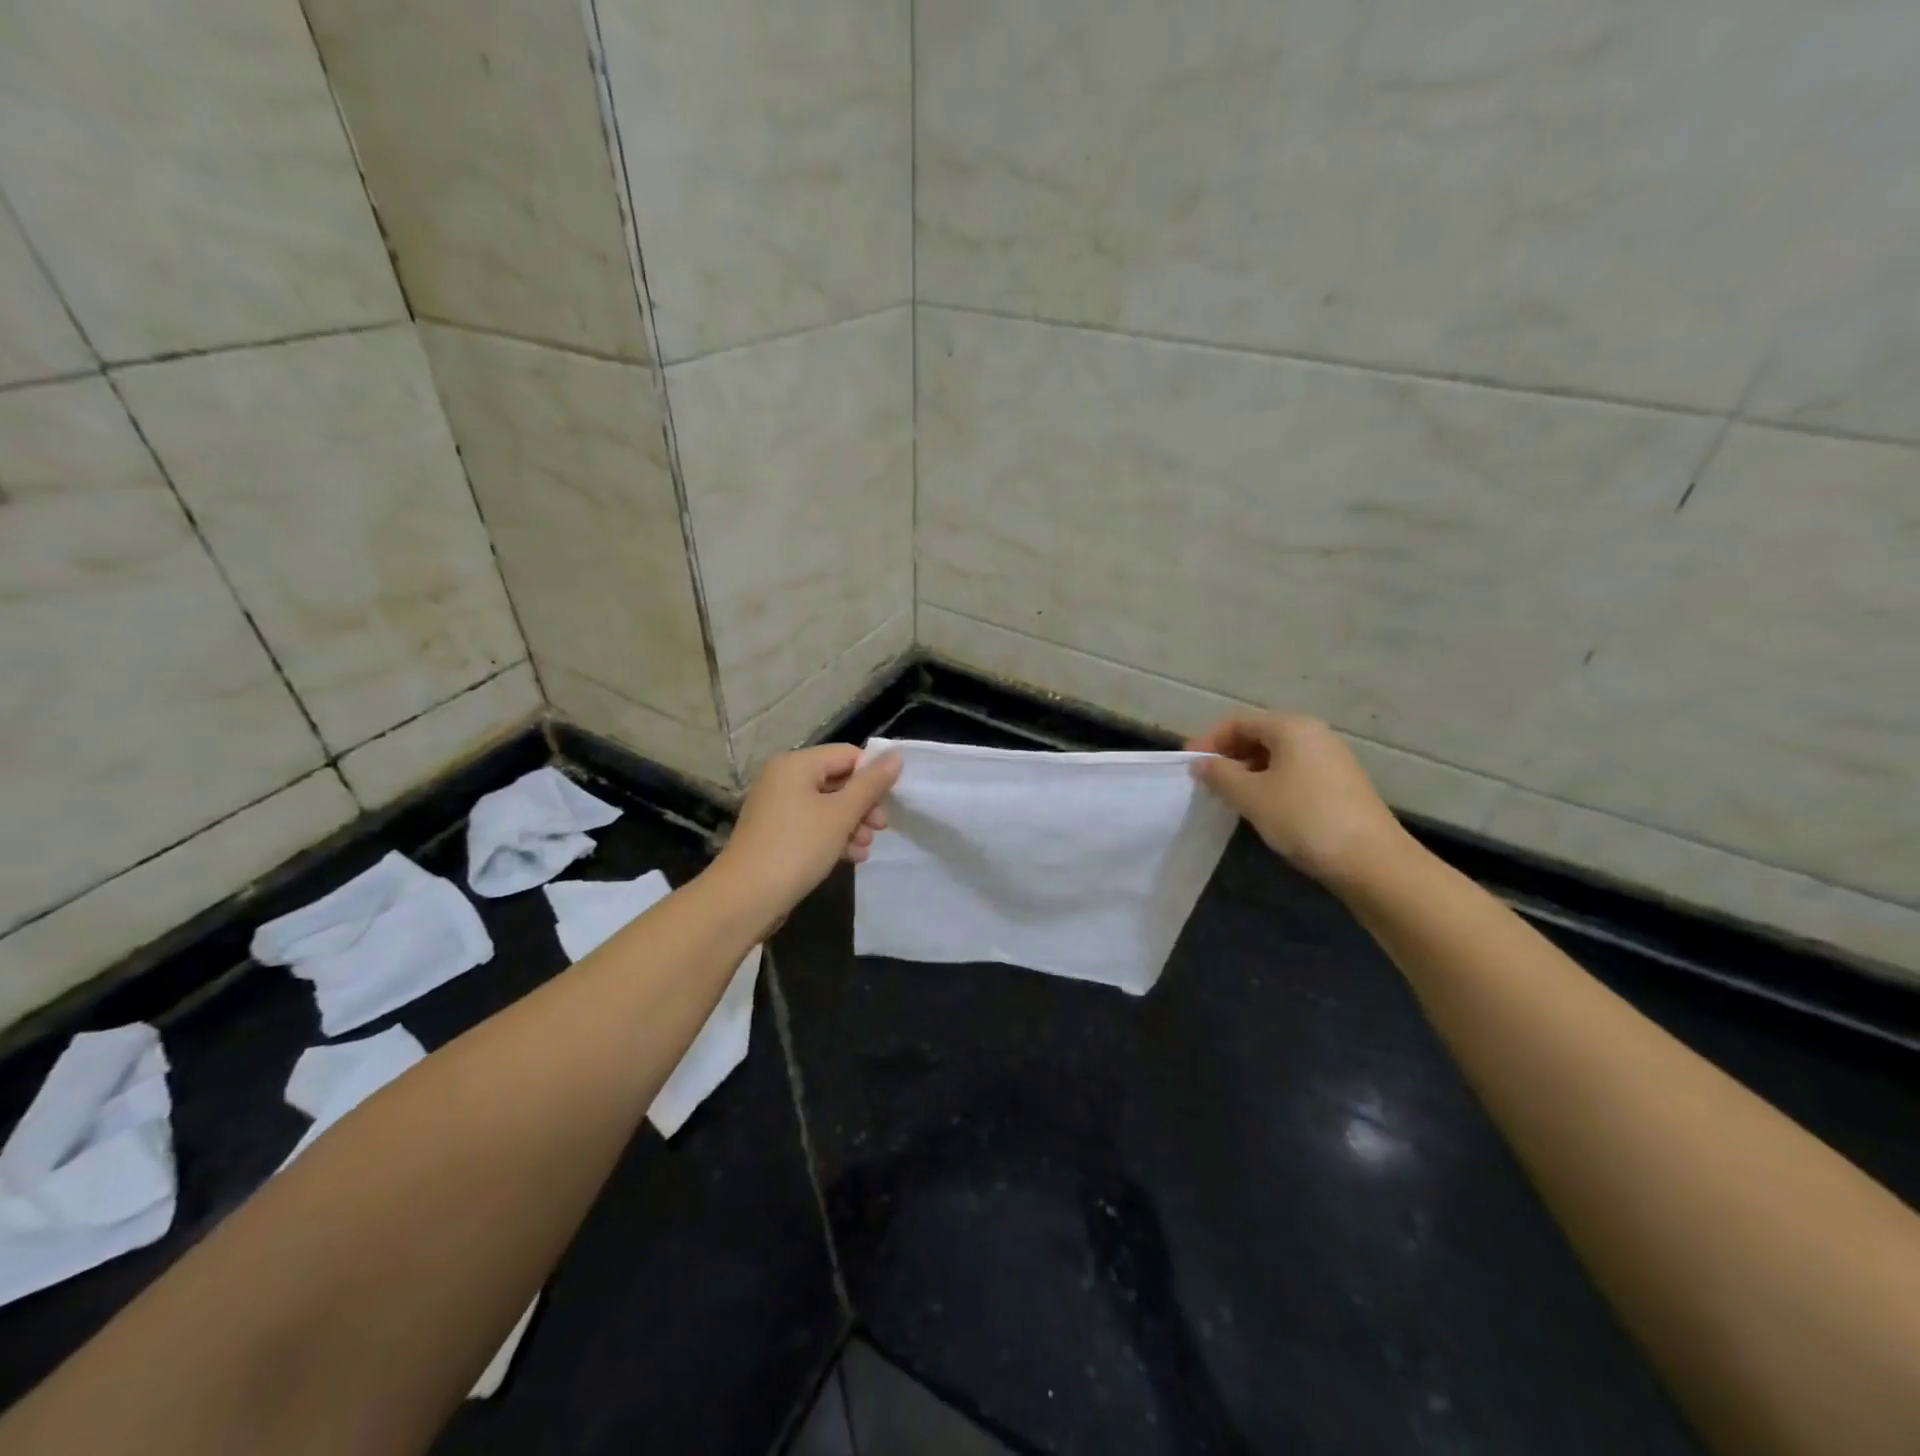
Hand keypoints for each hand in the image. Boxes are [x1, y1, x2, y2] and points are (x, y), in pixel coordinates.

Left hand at [713, 744, 901, 921]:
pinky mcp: (776, 832)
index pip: (847, 755)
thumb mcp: (841, 815)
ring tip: (865, 848)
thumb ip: (871, 784)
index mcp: (796, 764)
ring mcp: (778, 806)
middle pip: (838, 780)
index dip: (873, 776)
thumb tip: (896, 756)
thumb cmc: (797, 848)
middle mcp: (784, 778)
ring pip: (827, 806)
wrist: (745, 898)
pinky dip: (833, 836)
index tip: (892, 802)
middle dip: (863, 805)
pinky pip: (813, 824)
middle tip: (881, 828)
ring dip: (852, 824)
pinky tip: (852, 857)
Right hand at [1188, 713, 1411, 891]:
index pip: (1239, 721)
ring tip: (1228, 796)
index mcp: (1292, 727)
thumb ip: (1220, 775)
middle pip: (1259, 734)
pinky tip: (1260, 807)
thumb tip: (1200, 763)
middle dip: (1228, 754)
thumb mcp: (1251, 797)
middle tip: (1205, 781)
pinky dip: (1269, 781)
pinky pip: (1294, 771)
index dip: (1209, 740)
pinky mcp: (1340, 784)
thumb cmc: (1304, 819)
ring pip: (1277, 755)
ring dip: (1247, 770)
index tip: (1188, 765)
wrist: (1372, 862)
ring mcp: (1331, 759)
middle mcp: (1314, 734)